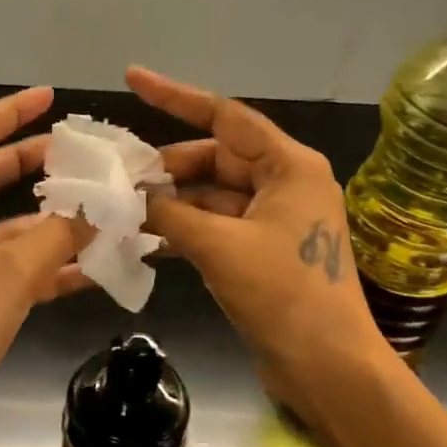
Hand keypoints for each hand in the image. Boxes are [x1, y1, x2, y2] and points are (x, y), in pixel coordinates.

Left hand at [0, 86, 87, 446]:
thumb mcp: (9, 275)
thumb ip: (58, 236)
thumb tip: (101, 209)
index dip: (9, 113)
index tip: (49, 98)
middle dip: (37, 163)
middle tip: (84, 155)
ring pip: (11, 228)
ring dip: (53, 220)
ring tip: (104, 210)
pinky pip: (16, 270)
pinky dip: (51, 266)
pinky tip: (95, 267)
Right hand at [128, 67, 385, 417]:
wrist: (327, 367)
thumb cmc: (282, 294)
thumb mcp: (218, 246)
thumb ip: (170, 212)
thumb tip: (131, 197)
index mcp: (289, 166)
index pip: (224, 117)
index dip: (175, 96)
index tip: (132, 79)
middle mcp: (285, 183)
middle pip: (216, 157)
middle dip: (167, 166)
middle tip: (119, 178)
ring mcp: (275, 218)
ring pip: (212, 193)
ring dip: (172, 201)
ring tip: (124, 209)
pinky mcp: (264, 250)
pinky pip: (217, 224)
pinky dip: (185, 228)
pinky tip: (146, 238)